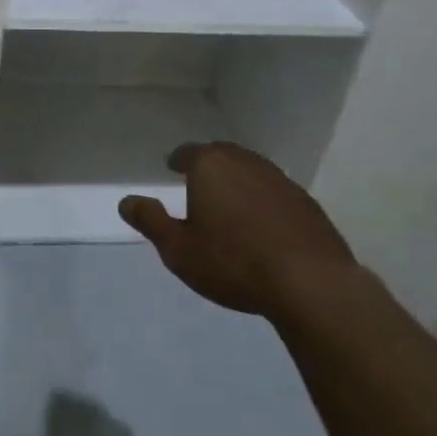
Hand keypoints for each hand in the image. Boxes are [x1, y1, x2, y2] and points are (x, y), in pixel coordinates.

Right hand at [119, 142, 355, 317]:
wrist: (310, 283)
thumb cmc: (233, 262)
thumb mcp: (178, 249)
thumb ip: (151, 221)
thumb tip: (126, 201)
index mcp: (211, 166)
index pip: (189, 152)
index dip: (178, 160)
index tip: (172, 167)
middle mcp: (246, 163)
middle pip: (222, 155)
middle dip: (209, 164)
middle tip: (198, 181)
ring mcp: (281, 180)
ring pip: (252, 171)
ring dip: (238, 181)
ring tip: (229, 202)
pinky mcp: (306, 203)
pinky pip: (275, 192)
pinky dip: (263, 199)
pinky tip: (262, 223)